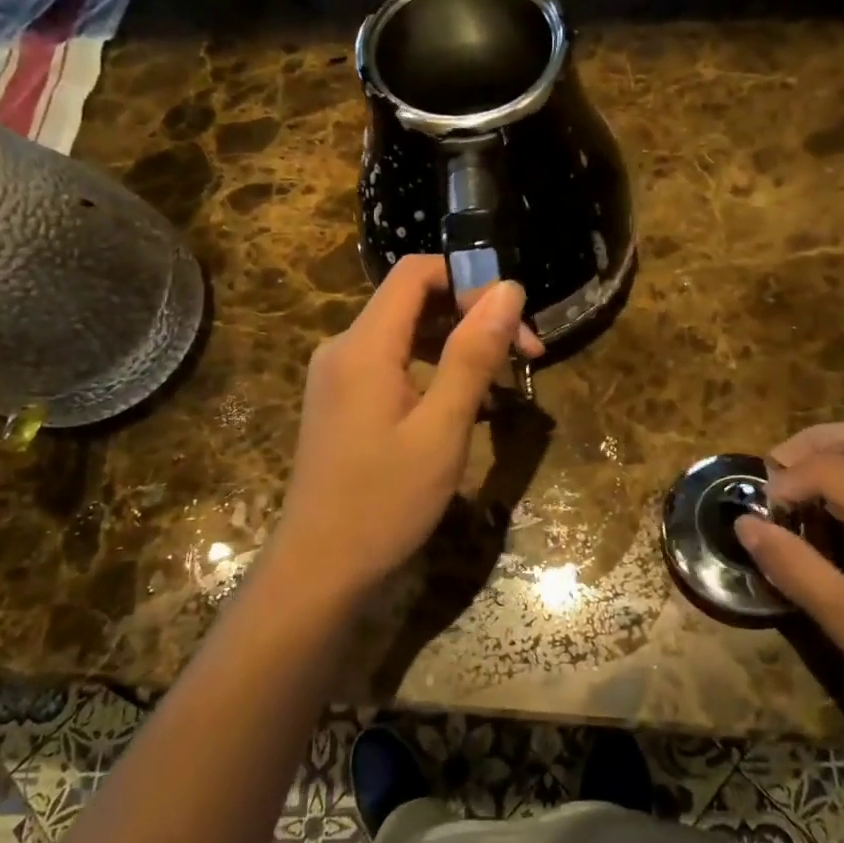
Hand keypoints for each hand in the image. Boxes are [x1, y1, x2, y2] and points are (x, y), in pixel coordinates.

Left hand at [271, 254, 541, 600]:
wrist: (318, 570)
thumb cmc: (385, 502)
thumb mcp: (442, 429)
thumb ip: (473, 355)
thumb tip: (508, 290)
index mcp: (364, 345)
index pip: (416, 272)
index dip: (469, 280)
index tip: (514, 318)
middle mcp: (344, 348)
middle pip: (413, 301)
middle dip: (472, 316)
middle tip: (525, 354)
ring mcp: (338, 376)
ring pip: (406, 334)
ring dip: (457, 346)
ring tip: (503, 383)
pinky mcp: (341, 402)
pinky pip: (393, 364)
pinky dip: (433, 371)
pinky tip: (465, 406)